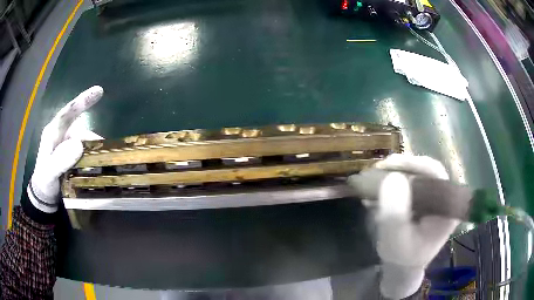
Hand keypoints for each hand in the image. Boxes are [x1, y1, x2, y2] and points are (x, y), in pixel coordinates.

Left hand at [28, 86, 103, 212]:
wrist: (44, 195)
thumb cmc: (44, 182)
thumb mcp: (49, 173)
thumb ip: (60, 160)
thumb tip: (79, 144)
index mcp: (52, 132)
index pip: (67, 112)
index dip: (82, 101)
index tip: (99, 91)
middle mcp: (61, 134)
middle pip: (80, 129)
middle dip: (91, 139)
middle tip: (103, 152)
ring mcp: (66, 144)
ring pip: (84, 141)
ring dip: (92, 150)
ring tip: (100, 163)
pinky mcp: (71, 154)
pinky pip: (84, 151)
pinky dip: (91, 156)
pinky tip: (95, 165)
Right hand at [361, 154, 459, 298]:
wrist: (402, 266)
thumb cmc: (401, 257)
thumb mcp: (395, 241)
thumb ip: (395, 215)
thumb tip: (393, 178)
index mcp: (447, 207)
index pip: (436, 173)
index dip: (414, 164)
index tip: (389, 165)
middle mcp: (444, 198)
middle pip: (426, 170)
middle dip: (402, 167)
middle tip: (379, 168)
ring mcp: (434, 197)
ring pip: (417, 174)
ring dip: (395, 173)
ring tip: (375, 178)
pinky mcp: (425, 199)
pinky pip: (411, 182)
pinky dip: (394, 182)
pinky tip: (378, 188)